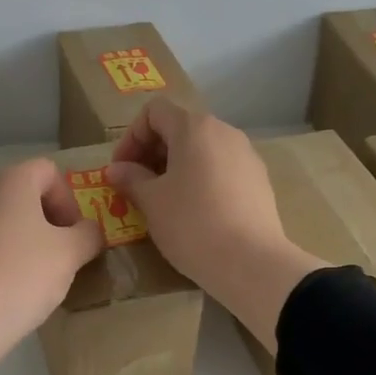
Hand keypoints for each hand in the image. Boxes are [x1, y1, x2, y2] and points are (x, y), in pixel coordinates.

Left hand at [0, 158, 104, 374]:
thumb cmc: (22, 277)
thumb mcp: (70, 255)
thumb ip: (88, 235)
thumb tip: (89, 231)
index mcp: (11, 180)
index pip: (49, 172)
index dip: (69, 200)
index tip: (74, 236)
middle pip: (22, 191)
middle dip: (45, 217)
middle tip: (58, 252)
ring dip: (20, 234)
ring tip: (30, 270)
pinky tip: (2, 282)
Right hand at [107, 100, 328, 352]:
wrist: (251, 262)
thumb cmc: (192, 224)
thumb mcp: (152, 202)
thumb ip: (131, 179)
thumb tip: (116, 170)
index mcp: (195, 128)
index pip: (154, 112)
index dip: (131, 137)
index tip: (121, 171)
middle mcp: (224, 132)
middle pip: (180, 128)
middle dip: (152, 153)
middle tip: (137, 187)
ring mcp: (247, 156)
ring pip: (202, 150)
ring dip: (176, 168)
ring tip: (163, 202)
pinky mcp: (259, 182)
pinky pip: (221, 169)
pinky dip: (200, 180)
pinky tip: (194, 213)